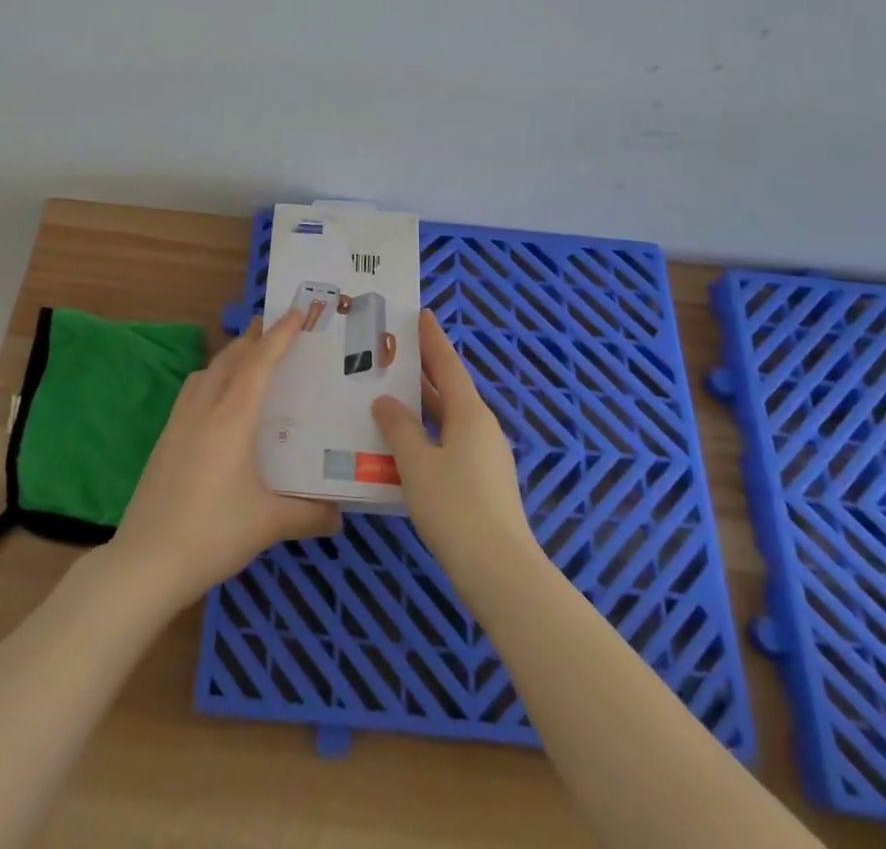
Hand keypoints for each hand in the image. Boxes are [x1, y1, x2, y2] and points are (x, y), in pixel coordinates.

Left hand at [106, 311, 341, 612]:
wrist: (145, 561)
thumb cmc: (212, 534)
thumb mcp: (268, 524)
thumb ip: (308, 515)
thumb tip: (341, 517)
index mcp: (232, 418)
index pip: (260, 363)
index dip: (280, 335)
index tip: (297, 312)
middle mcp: (205, 408)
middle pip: (231, 358)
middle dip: (255, 337)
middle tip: (277, 324)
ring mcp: (180, 421)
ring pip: (208, 371)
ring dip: (231, 355)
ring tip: (250, 356)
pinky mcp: (165, 438)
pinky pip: (193, 390)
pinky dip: (212, 377)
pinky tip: (219, 399)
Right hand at [372, 311, 539, 586]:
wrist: (500, 572)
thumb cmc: (455, 507)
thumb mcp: (417, 463)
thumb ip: (399, 427)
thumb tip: (385, 401)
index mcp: (470, 413)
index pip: (448, 364)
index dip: (432, 339)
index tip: (421, 313)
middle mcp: (481, 427)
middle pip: (450, 389)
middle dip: (423, 370)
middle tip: (391, 351)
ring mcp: (485, 456)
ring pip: (448, 418)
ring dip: (422, 405)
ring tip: (388, 393)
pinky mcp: (482, 482)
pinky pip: (449, 442)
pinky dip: (427, 432)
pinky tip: (404, 444)